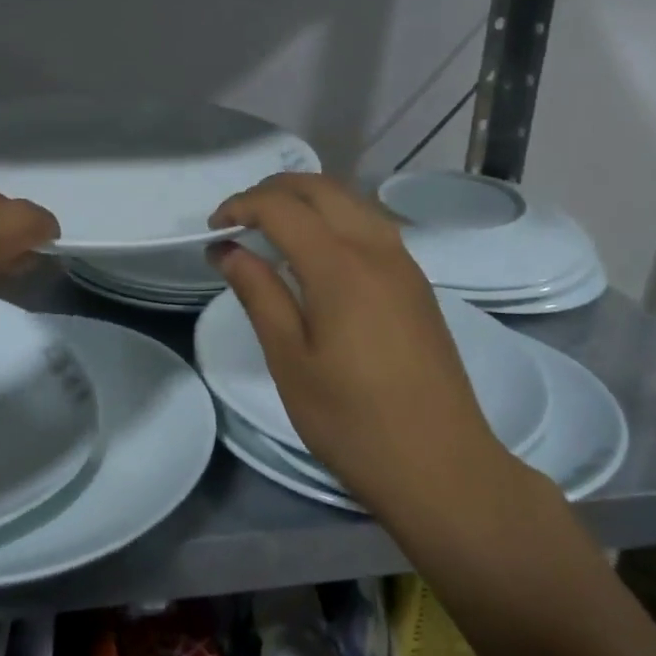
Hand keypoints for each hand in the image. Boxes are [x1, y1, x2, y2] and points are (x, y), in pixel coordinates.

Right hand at [208, 173, 522, 510]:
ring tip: (272, 229)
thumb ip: (258, 294)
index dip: (241, 206)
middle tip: (238, 219)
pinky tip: (317, 254)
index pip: (283, 207)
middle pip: (321, 188)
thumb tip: (227, 250)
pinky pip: (371, 225)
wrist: (441, 467)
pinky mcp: (417, 284)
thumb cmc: (352, 420)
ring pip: (351, 201)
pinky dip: (335, 218)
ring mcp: (404, 264)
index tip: (213, 230)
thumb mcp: (289, 360)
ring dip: (307, 200)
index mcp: (341, 266)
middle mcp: (377, 249)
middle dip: (273, 190)